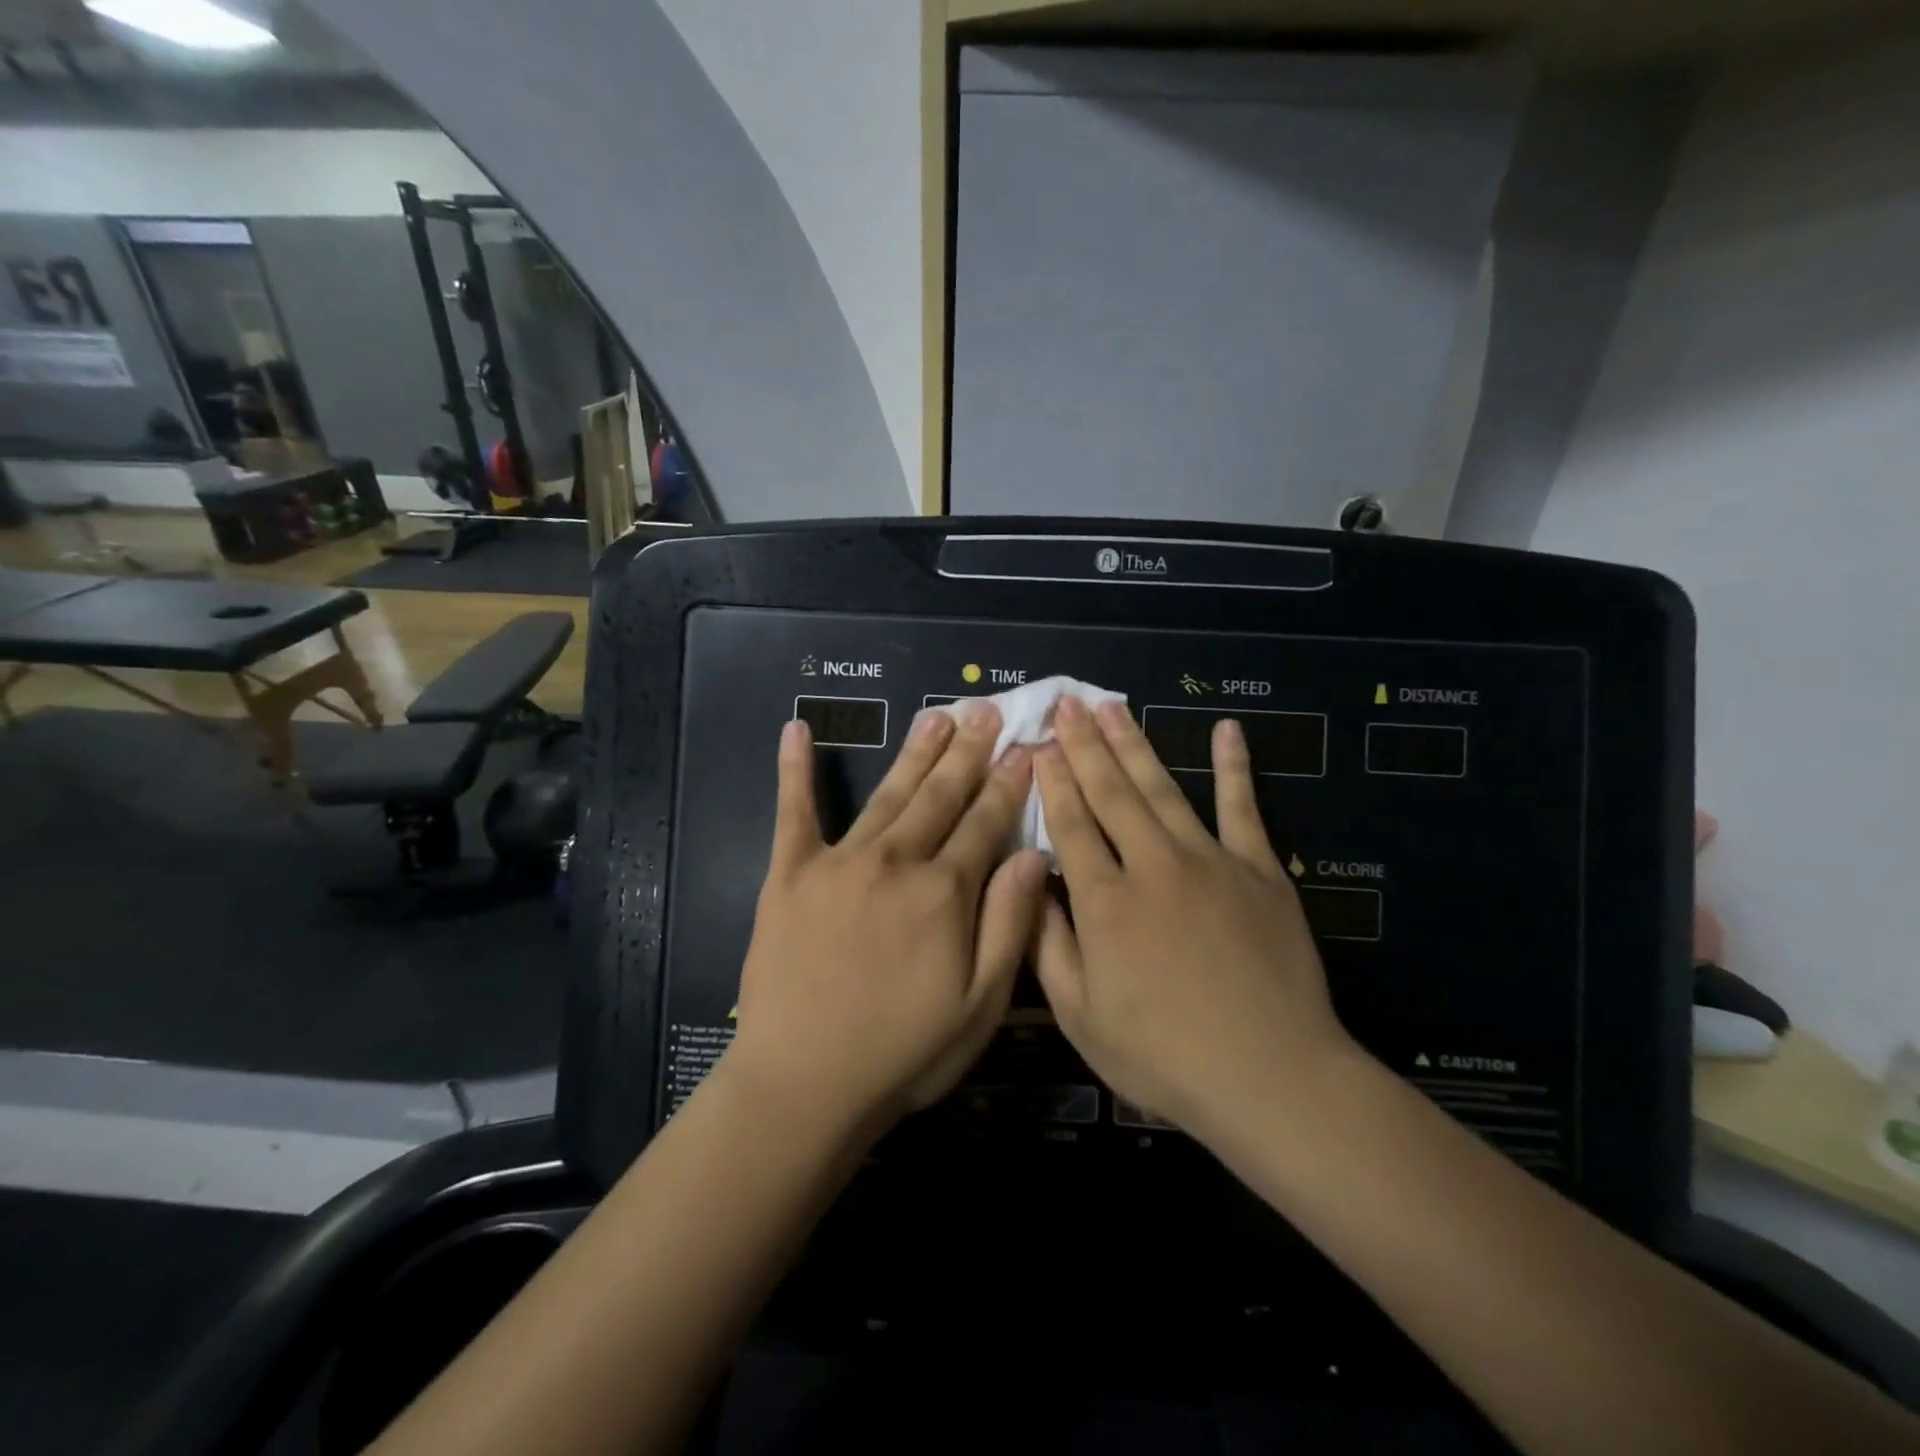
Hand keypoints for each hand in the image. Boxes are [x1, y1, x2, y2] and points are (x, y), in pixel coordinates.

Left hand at [724, 702, 1049, 1135]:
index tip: (1026, 747)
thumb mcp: (980, 1005)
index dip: (1008, 784)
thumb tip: (1034, 854)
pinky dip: (794, 770)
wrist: (803, 1085)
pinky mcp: (789, 874)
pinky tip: (797, 730)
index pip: (985, 823)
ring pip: (888, 794)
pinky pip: (794, 812)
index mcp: (944, 893)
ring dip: (915, 752)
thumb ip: (1009, 923)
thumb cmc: (902, 1054)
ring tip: (936, 716)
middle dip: (969, 751)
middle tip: (985, 709)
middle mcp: (895, 862)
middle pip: (940, 796)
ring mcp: (839, 862)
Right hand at [1031, 696, 1361, 1141]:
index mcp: (1104, 902)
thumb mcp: (1081, 1017)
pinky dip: (1234, 767)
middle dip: (1084, 744)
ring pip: (1162, 788)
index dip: (1052, 781)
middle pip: (1110, 792)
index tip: (1039, 744)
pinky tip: (1227, 730)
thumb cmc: (1164, 1056)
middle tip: (1068, 703)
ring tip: (1112, 705)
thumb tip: (1031, 885)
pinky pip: (1244, 807)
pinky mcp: (1260, 869)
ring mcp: (1210, 861)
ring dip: (1134, 743)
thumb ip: (1049, 946)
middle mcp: (1151, 865)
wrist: (1270, 1076)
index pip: (1070, 824)